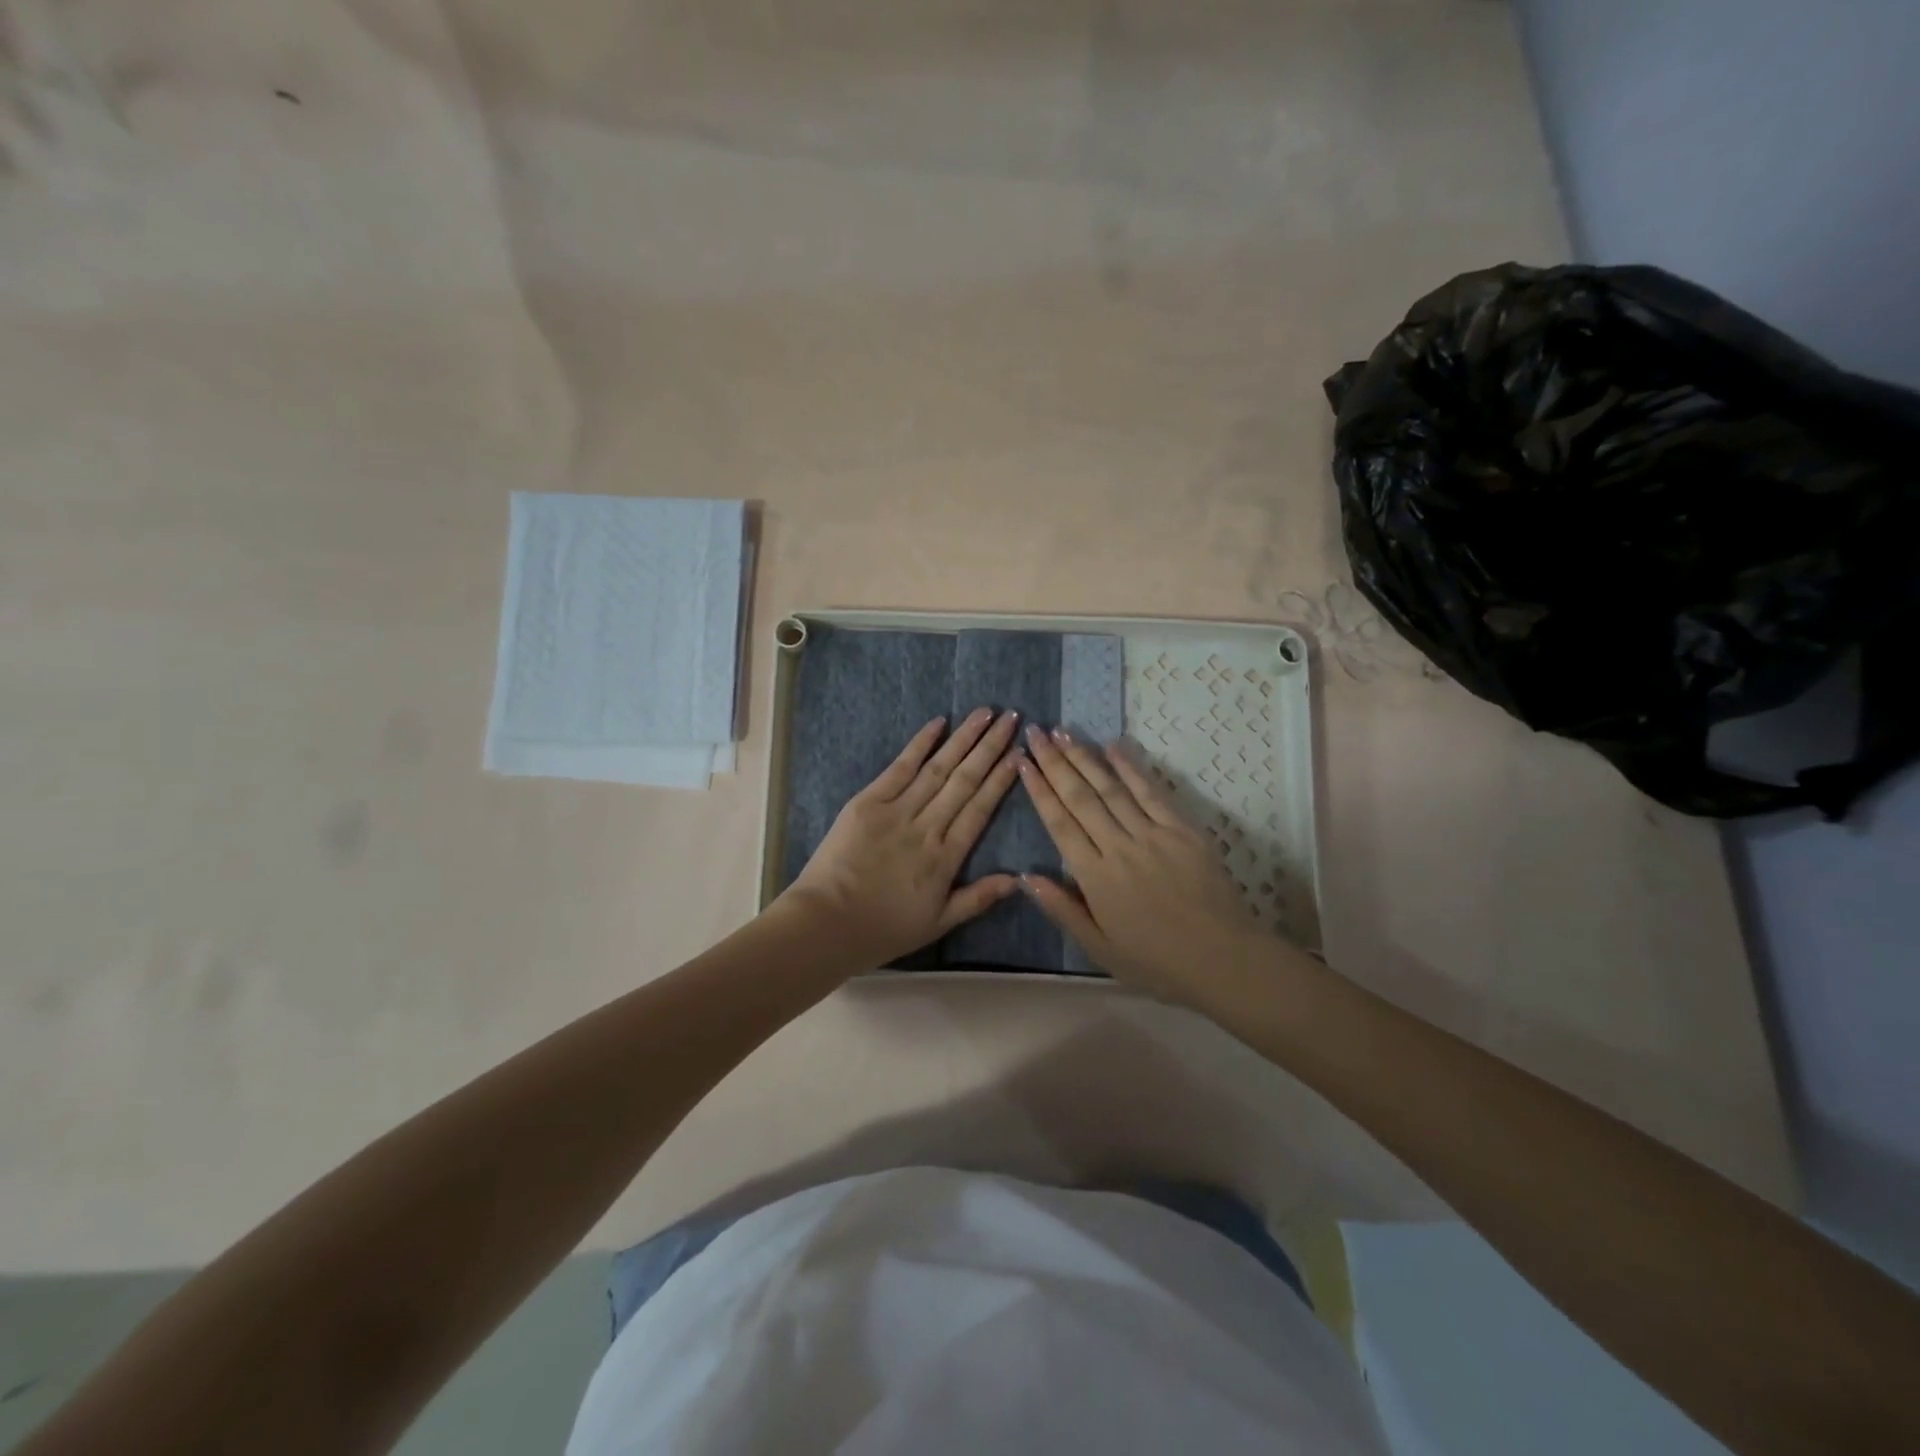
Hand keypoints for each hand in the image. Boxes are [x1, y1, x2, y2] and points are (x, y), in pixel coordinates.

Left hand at [778, 709, 1022, 966]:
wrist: (826, 923)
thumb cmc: (883, 928)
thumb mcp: (937, 923)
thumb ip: (977, 898)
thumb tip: (1017, 879)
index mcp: (946, 857)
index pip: (980, 809)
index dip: (1001, 780)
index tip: (1019, 754)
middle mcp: (928, 827)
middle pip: (965, 780)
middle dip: (990, 747)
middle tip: (1011, 718)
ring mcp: (897, 810)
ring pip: (938, 768)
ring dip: (963, 738)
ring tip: (985, 712)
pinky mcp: (868, 801)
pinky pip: (900, 767)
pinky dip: (920, 744)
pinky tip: (939, 723)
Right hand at [1018, 726, 1269, 1003]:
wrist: (1223, 960)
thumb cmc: (1156, 961)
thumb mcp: (1099, 949)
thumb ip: (1062, 909)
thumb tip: (1026, 876)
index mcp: (1095, 877)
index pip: (1060, 824)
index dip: (1039, 790)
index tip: (1023, 762)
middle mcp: (1119, 847)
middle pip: (1080, 797)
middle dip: (1055, 762)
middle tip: (1036, 733)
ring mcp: (1152, 835)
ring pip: (1111, 788)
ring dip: (1085, 757)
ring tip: (1064, 732)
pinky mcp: (1182, 830)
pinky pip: (1151, 792)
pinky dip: (1131, 768)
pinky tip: (1113, 746)